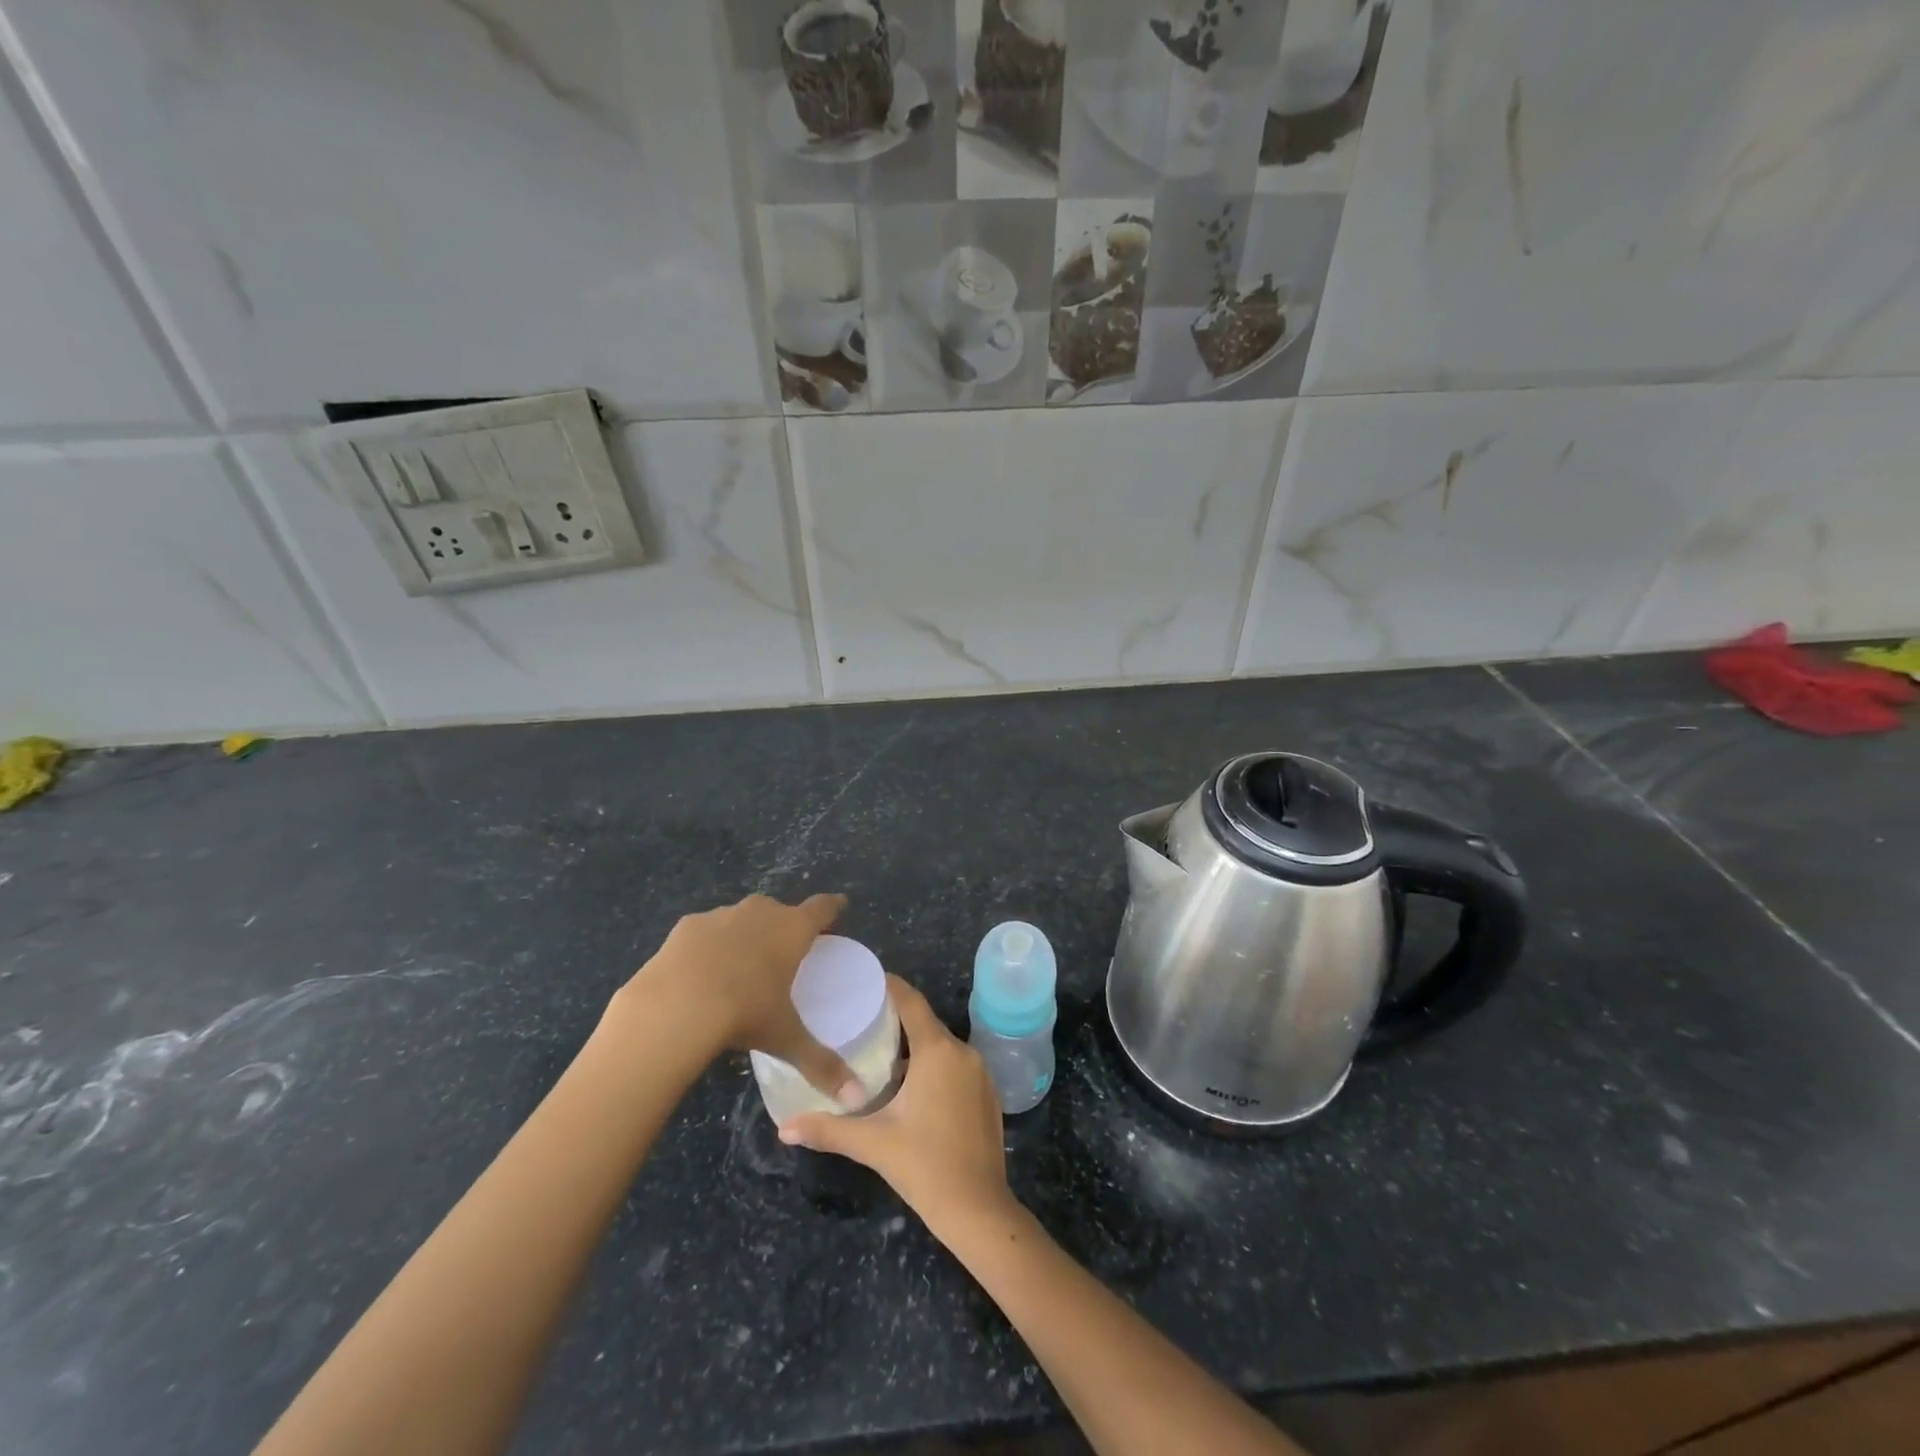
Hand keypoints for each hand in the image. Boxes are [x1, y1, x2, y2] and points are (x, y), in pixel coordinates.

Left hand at [614, 892, 861, 1106]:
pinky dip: (710, 945)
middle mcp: (761, 912)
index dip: (832, 907)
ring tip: (742, 964)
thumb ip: (822, 1064)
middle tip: (787, 952)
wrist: (674, 1005)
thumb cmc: (745, 1013)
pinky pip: (707, 931)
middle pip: (781, 911)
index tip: (839, 906)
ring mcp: (722, 915)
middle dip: (785, 925)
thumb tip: (857, 1098)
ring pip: (743, 918)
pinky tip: (702, 972)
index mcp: (792, 930)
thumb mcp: (786, 1039)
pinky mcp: (687, 926)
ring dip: (747, 934)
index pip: (822, 908)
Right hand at [779, 976, 1012, 1232]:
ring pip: (940, 1046)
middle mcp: (962, 1051)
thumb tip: (783, 1127)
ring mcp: (980, 1072)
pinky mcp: (987, 1093)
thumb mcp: (872, 1143)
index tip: (863, 980)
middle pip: (924, 1023)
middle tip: (859, 1022)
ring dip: (913, 1047)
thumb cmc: (924, 1166)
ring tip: (878, 1054)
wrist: (979, 1209)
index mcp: (937, 1051)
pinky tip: (910, 1087)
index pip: (911, 1001)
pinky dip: (933, 1066)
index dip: (888, 986)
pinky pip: (955, 1065)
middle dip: (894, 1019)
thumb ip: (827, 1129)